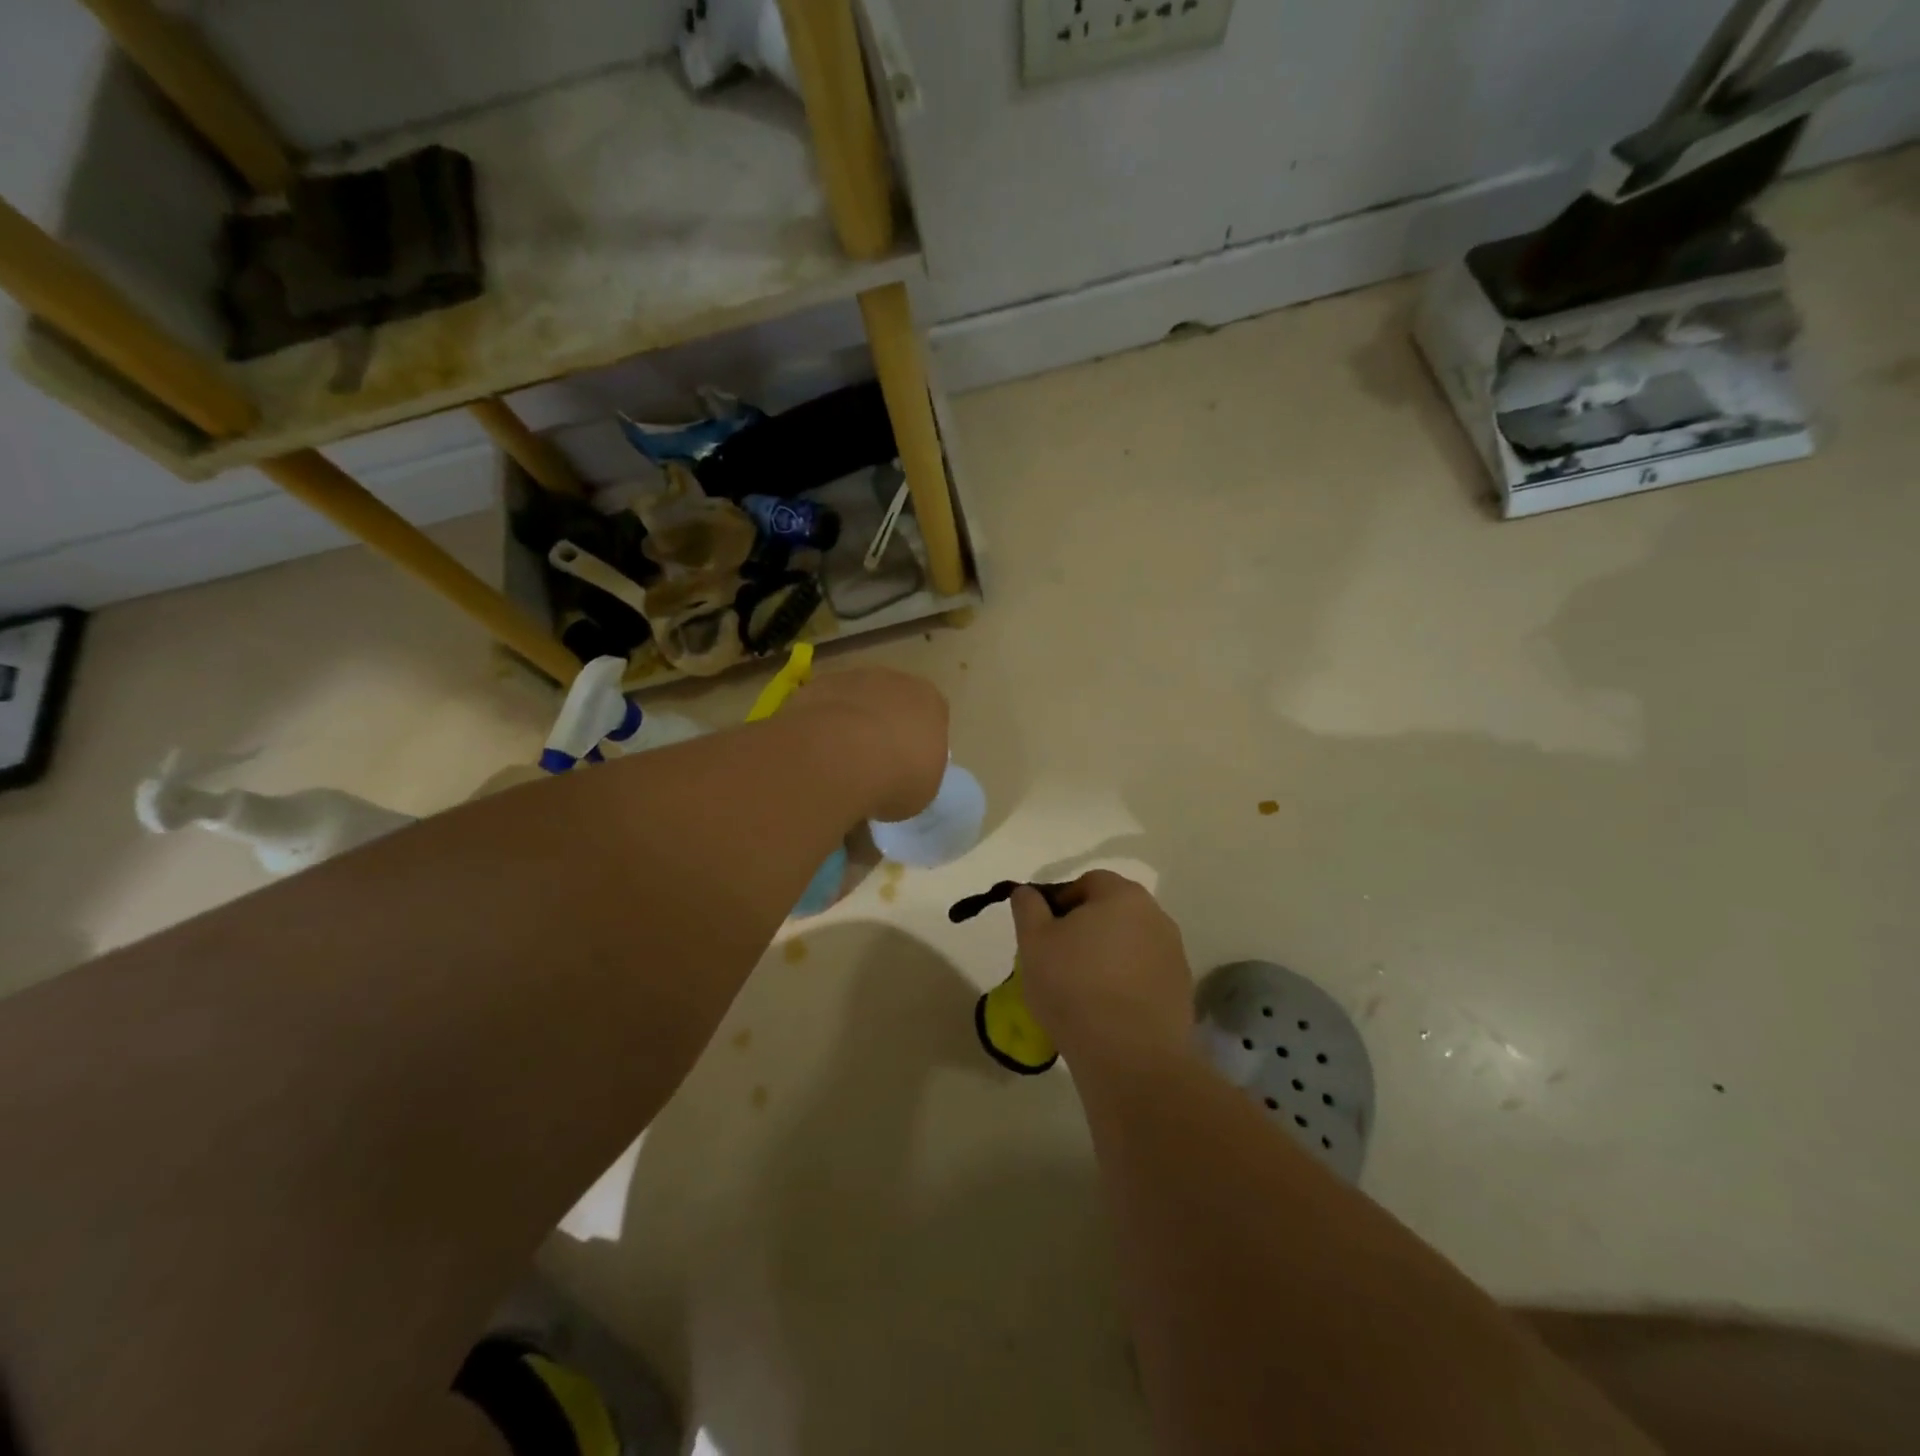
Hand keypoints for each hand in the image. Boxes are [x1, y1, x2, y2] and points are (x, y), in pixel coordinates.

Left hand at [787, 668, 949, 822]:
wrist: (841, 758)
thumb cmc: (896, 777)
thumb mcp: (922, 791)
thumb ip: (916, 774)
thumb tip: (900, 780)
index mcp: (930, 702)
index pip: (931, 716)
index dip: (918, 742)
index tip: (907, 767)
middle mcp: (895, 681)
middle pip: (892, 701)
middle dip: (884, 726)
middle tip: (873, 763)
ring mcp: (853, 678)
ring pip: (856, 700)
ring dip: (851, 722)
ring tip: (839, 761)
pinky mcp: (816, 685)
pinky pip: (824, 706)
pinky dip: (821, 725)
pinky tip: (815, 752)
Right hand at [1012, 871, 1193, 1068]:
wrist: (1129, 1056)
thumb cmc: (1074, 987)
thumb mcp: (1034, 942)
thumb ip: (1028, 908)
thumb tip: (1027, 892)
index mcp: (1123, 896)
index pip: (1088, 882)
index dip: (1061, 902)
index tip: (1044, 933)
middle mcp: (1156, 916)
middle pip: (1112, 912)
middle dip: (1086, 929)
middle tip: (1059, 960)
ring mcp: (1174, 954)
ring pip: (1130, 944)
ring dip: (1108, 956)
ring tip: (1082, 989)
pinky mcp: (1182, 990)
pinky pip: (1145, 975)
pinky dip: (1126, 983)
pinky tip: (1107, 1010)